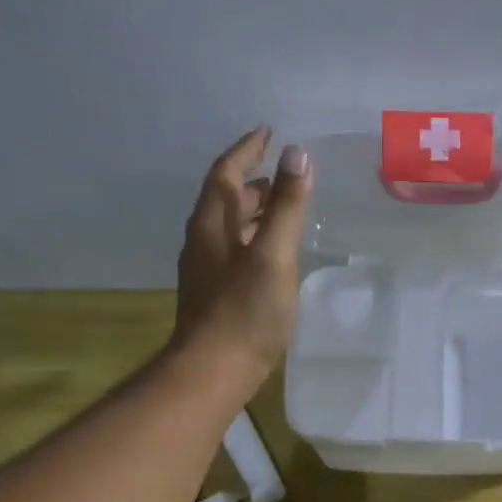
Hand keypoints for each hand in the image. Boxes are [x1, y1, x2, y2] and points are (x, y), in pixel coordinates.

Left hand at [173, 127, 311, 375]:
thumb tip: (297, 154)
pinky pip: (237, 251)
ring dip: (256, 212)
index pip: (226, 173)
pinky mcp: (217, 294)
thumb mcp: (273, 254)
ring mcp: (207, 269)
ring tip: (286, 208)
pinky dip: (257, 239)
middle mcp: (204, 241)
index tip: (267, 131)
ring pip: (231, 227)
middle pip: (226, 199)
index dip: (246, 150)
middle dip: (254, 181)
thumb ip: (287, 206)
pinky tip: (276, 254)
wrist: (214, 369)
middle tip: (285, 174)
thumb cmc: (245, 311)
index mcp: (212, 224)